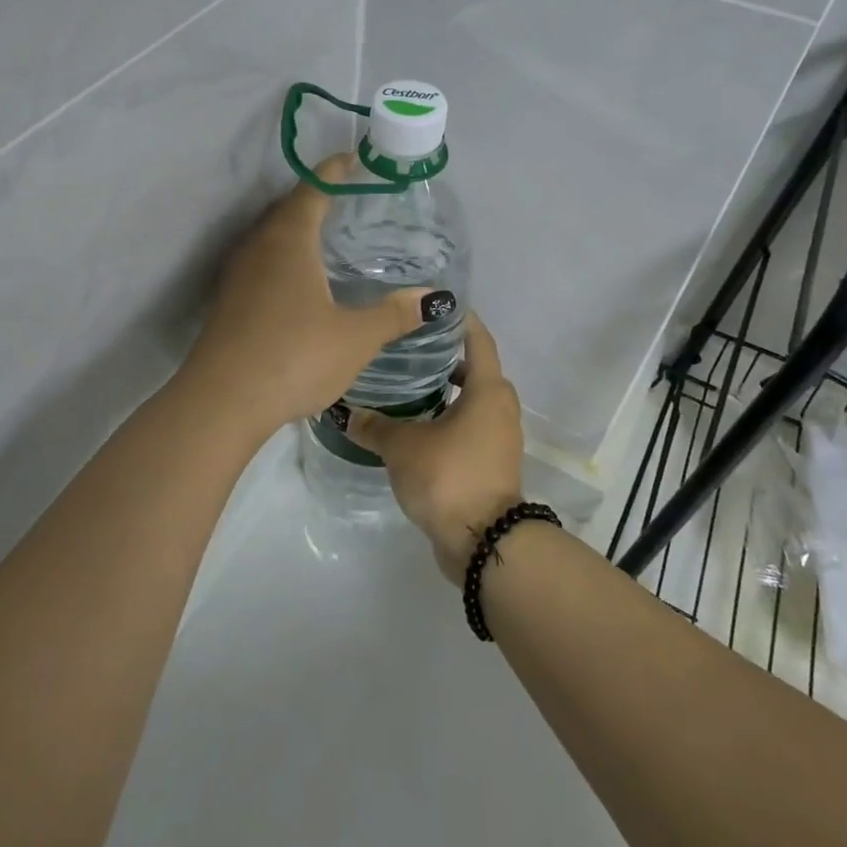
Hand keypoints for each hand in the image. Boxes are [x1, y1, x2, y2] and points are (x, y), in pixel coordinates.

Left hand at [183, 156, 434, 437]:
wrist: (221, 402)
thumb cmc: (293, 358)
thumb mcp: (354, 338)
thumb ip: (394, 314)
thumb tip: (434, 297)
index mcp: (289, 241)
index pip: (313, 191)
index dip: (334, 172)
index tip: (353, 159)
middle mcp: (258, 248)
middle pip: (287, 210)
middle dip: (316, 198)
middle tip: (348, 200)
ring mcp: (237, 276)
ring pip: (270, 238)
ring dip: (296, 229)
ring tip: (326, 237)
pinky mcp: (228, 303)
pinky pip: (260, 264)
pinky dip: (283, 258)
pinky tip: (299, 283)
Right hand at [348, 313, 524, 582]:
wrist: (483, 542)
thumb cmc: (449, 476)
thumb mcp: (403, 447)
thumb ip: (374, 426)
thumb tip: (346, 413)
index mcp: (488, 390)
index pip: (477, 338)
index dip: (459, 319)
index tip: (434, 305)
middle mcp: (500, 407)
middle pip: (473, 369)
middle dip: (443, 357)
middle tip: (406, 346)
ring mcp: (499, 437)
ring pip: (471, 401)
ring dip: (444, 391)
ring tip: (404, 384)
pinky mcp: (491, 462)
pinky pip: (469, 427)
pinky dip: (446, 418)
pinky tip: (413, 423)